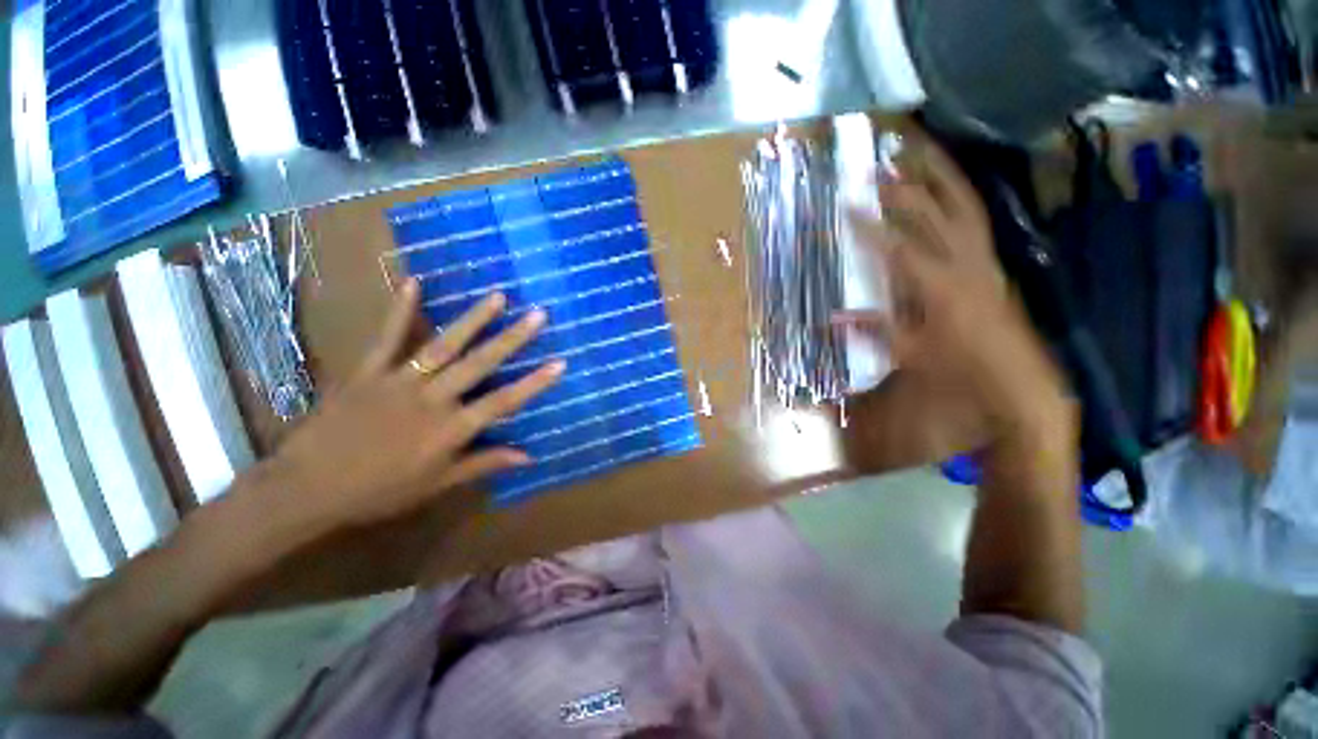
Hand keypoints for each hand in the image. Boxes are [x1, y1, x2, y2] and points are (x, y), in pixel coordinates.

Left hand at [257, 282, 563, 532]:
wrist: (306, 488)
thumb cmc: (379, 491)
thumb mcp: (437, 484)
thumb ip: (483, 464)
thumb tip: (527, 456)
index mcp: (450, 429)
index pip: (503, 401)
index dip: (534, 382)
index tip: (560, 363)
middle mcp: (432, 399)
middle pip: (480, 364)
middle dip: (512, 338)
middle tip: (537, 314)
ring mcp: (399, 381)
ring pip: (444, 346)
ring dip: (473, 320)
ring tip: (497, 297)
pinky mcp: (367, 371)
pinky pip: (387, 337)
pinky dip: (400, 310)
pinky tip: (414, 283)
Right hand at [838, 135, 1071, 449]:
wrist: (1016, 374)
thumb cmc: (958, 366)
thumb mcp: (908, 352)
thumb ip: (871, 329)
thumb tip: (831, 319)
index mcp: (938, 286)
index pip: (897, 247)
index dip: (870, 226)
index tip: (847, 207)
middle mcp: (963, 261)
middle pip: (931, 215)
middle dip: (900, 191)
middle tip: (875, 171)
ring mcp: (982, 255)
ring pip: (963, 204)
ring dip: (939, 176)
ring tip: (919, 152)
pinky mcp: (992, 257)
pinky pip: (977, 216)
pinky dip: (961, 193)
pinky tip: (948, 182)